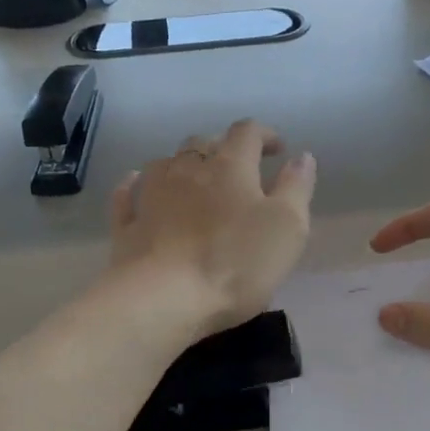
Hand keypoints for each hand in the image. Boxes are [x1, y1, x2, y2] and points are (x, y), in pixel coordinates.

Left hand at [110, 120, 316, 335]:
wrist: (164, 298)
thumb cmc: (236, 263)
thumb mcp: (287, 227)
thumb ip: (296, 187)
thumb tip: (301, 156)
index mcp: (230, 166)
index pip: (247, 133)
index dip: (264, 134)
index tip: (277, 149)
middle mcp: (187, 169)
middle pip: (203, 143)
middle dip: (222, 148)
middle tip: (238, 168)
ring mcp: (151, 194)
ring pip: (166, 163)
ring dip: (182, 164)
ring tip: (194, 179)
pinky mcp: (128, 224)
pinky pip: (128, 194)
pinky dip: (135, 185)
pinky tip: (136, 185)